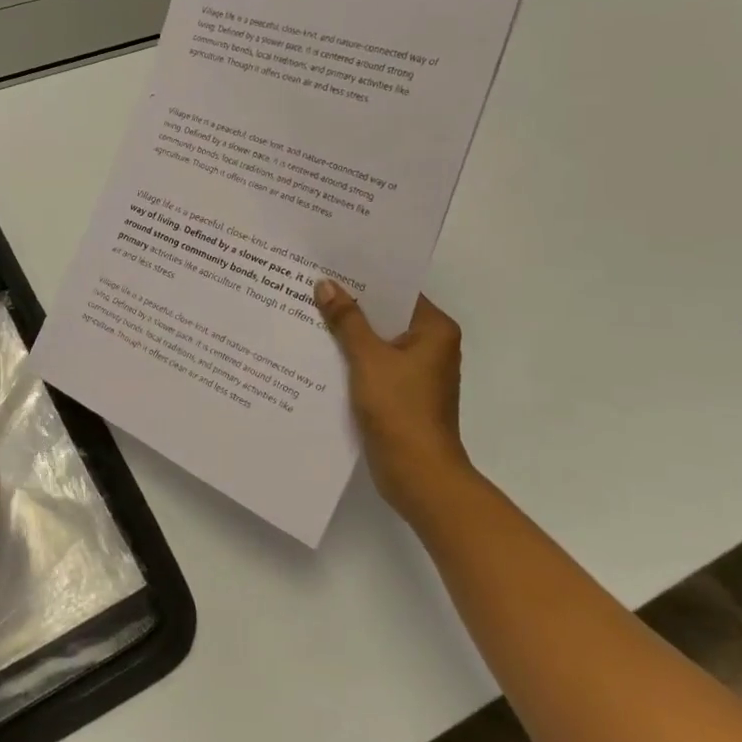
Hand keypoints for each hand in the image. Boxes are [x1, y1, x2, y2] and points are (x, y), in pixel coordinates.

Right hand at [314, 280, 474, 529]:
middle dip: (350, 306)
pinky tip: (318, 353)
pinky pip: (373, 365)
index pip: (398, 291)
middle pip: (386, 316)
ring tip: (307, 313)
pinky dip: (351, 359)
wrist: (418, 475)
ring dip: (347, 334)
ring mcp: (416, 373)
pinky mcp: (401, 395)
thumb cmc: (400, 409)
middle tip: (310, 286)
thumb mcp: (368, 359)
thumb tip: (326, 285)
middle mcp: (431, 346)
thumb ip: (347, 320)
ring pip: (377, 342)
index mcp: (435, 330)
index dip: (365, 279)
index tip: (331, 265)